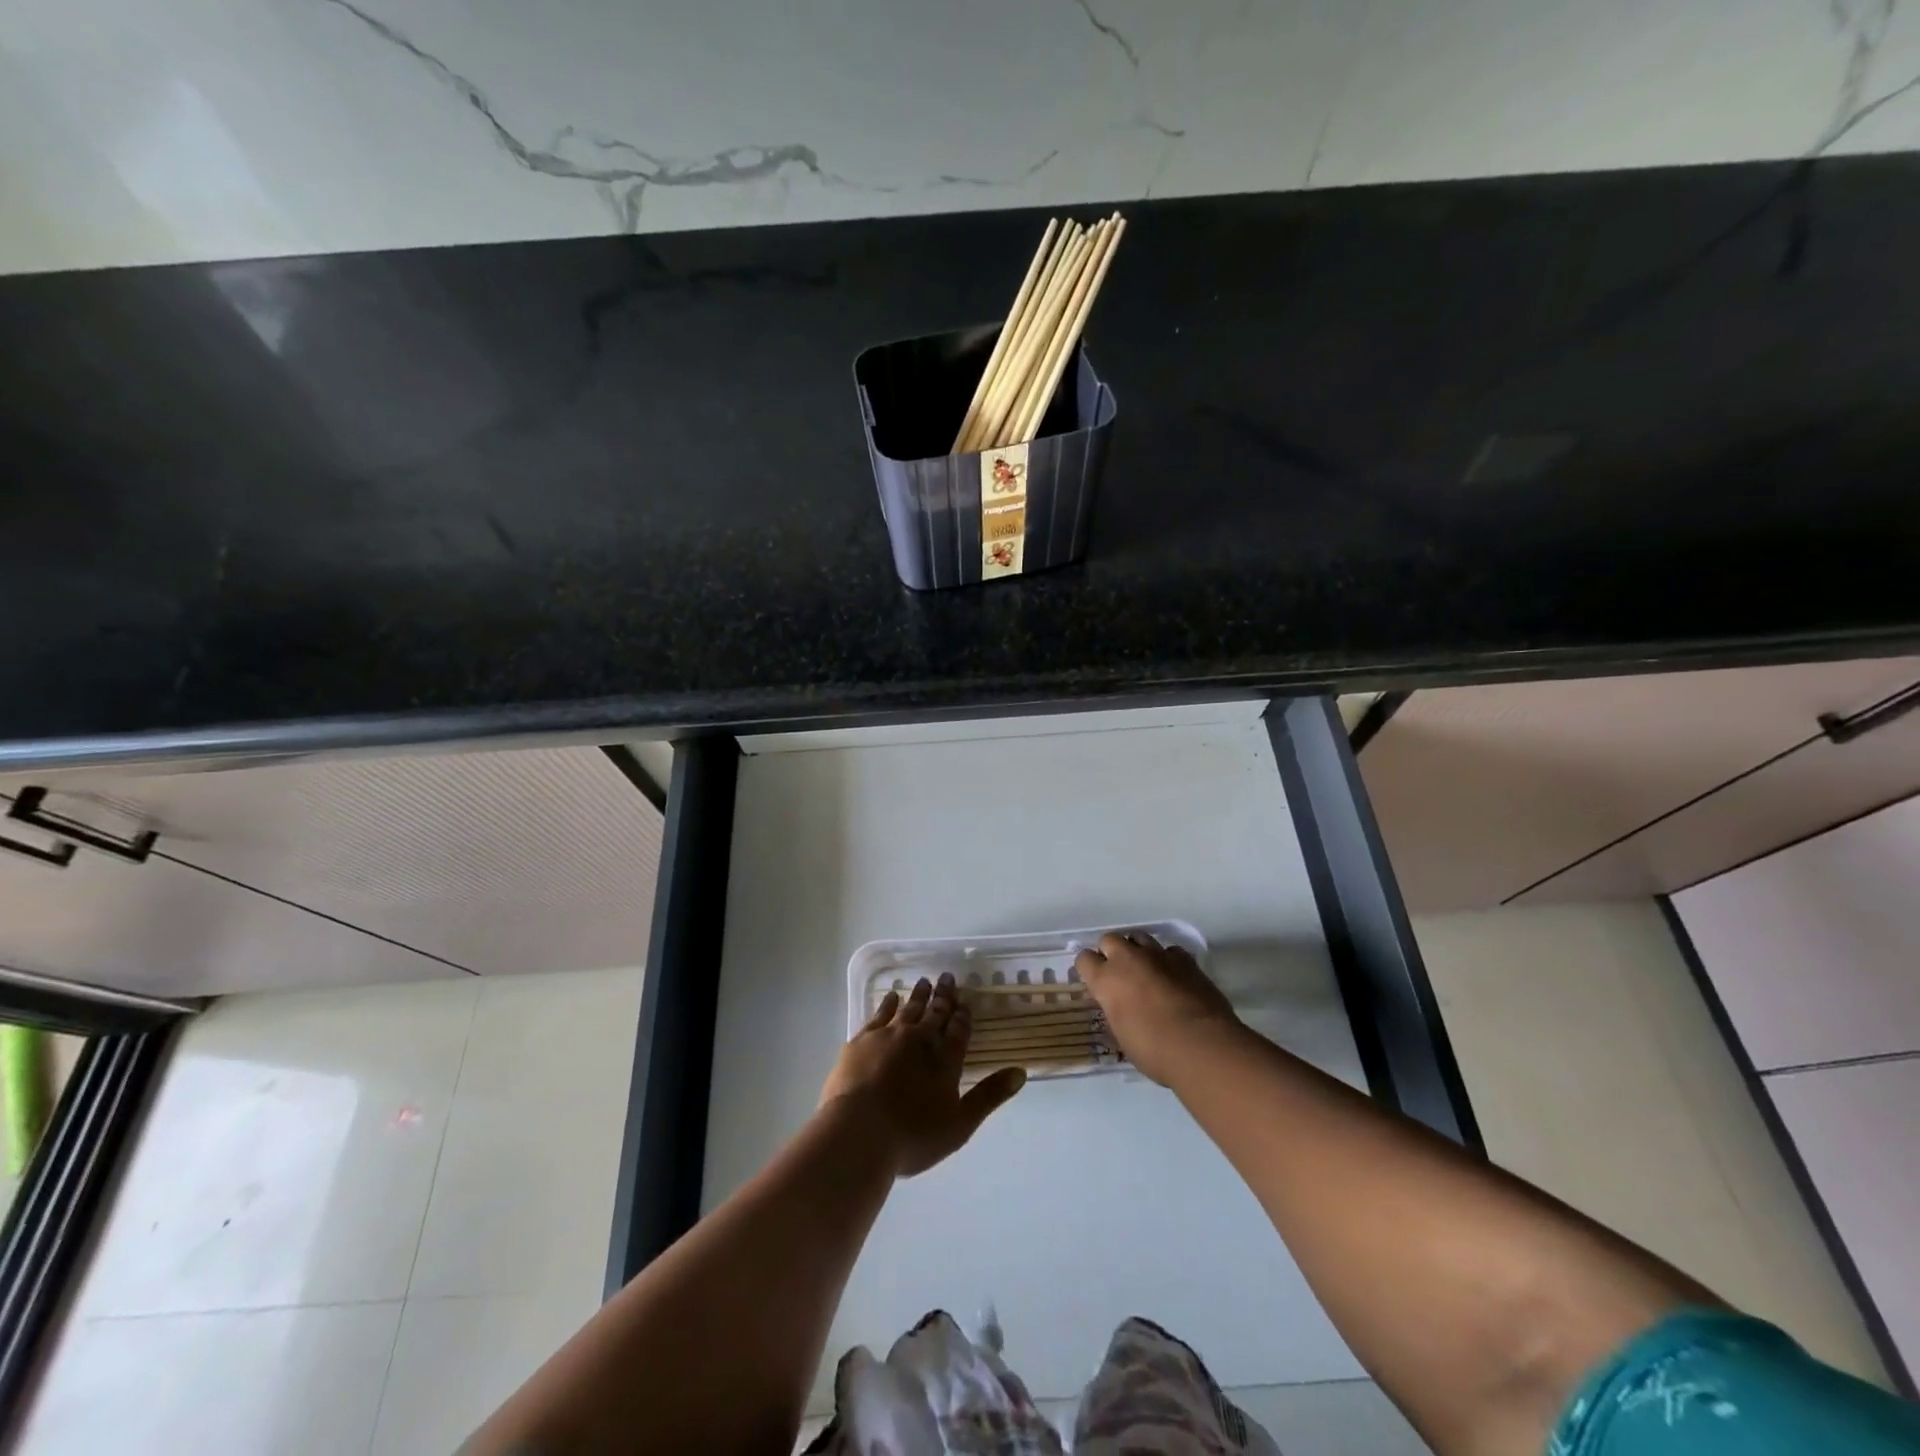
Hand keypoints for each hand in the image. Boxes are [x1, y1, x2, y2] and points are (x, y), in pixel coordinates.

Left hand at [821, 974, 1026, 1177]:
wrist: (857, 1133)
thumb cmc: (912, 1136)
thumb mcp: (959, 1125)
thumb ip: (989, 1097)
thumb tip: (1020, 1072)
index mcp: (944, 1060)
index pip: (958, 1030)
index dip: (963, 1015)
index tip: (965, 1000)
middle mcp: (919, 1040)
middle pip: (934, 1013)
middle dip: (943, 996)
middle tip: (947, 977)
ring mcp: (888, 1037)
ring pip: (908, 1009)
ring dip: (918, 995)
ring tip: (924, 982)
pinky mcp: (862, 1040)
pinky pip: (879, 1014)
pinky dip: (888, 1004)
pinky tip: (891, 997)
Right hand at [1074, 931, 1238, 1084]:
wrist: (1203, 1047)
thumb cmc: (1155, 1051)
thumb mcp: (1122, 1036)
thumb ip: (1116, 1012)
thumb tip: (1118, 1006)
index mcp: (1106, 980)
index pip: (1084, 959)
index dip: (1088, 969)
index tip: (1094, 981)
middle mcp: (1128, 959)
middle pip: (1110, 939)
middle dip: (1111, 953)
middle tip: (1120, 974)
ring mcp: (1158, 955)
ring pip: (1139, 937)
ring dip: (1137, 950)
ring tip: (1145, 970)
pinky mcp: (1185, 959)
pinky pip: (1169, 950)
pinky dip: (1167, 960)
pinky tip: (1173, 976)